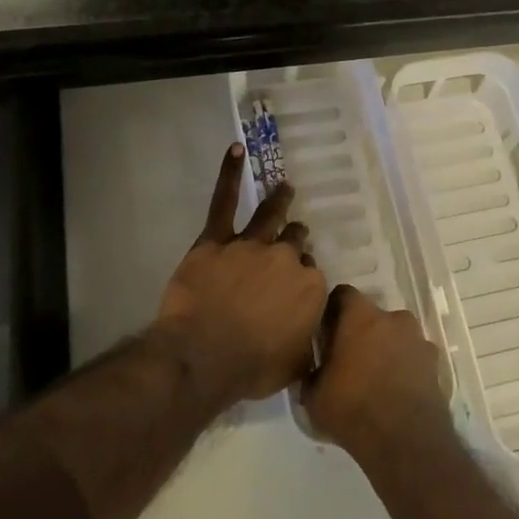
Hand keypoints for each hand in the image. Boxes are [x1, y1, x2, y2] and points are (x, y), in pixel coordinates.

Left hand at [153, 144, 328, 404]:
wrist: (204, 355)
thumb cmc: (251, 368)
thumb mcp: (295, 366)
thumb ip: (308, 347)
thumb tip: (314, 344)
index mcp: (310, 290)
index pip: (312, 276)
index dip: (303, 279)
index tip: (296, 286)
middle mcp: (286, 260)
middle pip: (295, 242)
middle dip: (296, 239)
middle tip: (295, 236)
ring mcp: (251, 246)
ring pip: (271, 216)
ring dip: (280, 200)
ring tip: (286, 187)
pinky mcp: (216, 240)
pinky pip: (224, 201)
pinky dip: (229, 174)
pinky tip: (235, 150)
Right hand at [303, 284, 451, 463]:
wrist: (405, 441)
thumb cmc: (352, 408)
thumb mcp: (314, 395)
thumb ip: (312, 373)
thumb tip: (313, 370)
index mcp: (361, 317)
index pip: (343, 294)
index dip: (333, 311)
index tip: (326, 331)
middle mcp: (394, 319)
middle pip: (373, 316)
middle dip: (362, 332)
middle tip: (350, 359)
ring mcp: (419, 340)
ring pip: (397, 336)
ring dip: (387, 349)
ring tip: (375, 379)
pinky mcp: (436, 364)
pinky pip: (414, 357)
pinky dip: (405, 368)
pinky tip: (395, 392)